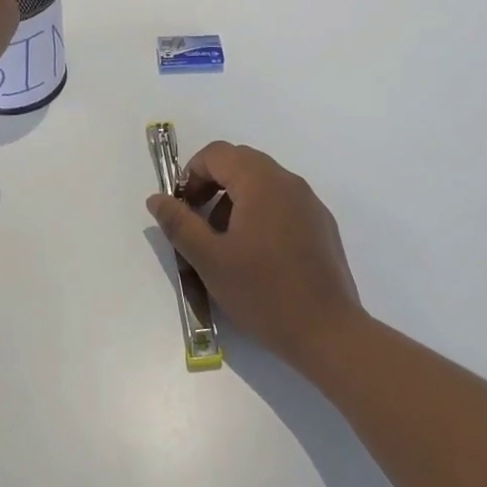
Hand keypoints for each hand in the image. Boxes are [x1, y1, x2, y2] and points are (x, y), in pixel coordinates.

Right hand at [146, 142, 363, 373]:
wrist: (329, 333)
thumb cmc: (263, 292)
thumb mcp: (210, 260)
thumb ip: (179, 223)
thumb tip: (157, 199)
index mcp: (260, 181)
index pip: (217, 153)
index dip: (192, 174)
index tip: (181, 208)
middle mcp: (288, 181)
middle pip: (240, 162)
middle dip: (212, 185)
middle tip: (198, 223)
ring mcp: (309, 202)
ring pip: (262, 182)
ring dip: (235, 200)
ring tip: (225, 243)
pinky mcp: (322, 224)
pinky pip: (283, 202)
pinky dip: (261, 212)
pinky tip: (258, 255)